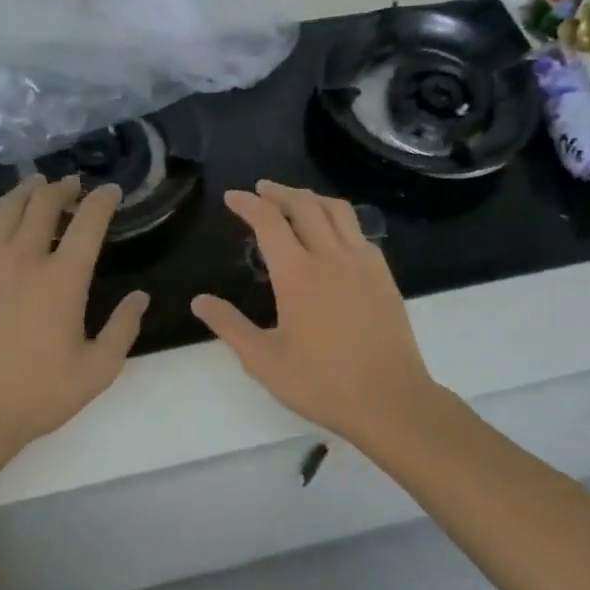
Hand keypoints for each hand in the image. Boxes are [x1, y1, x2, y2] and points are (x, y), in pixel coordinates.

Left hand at [0, 175, 147, 447]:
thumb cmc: (38, 394)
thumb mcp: (98, 370)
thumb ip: (123, 328)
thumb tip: (140, 297)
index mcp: (63, 279)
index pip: (89, 223)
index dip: (102, 200)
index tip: (110, 191)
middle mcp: (23, 259)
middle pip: (43, 205)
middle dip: (62, 189)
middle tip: (70, 185)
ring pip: (4, 210)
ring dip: (24, 193)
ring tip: (34, 186)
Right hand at [191, 181, 443, 444]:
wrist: (390, 399)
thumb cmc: (322, 383)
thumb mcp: (264, 361)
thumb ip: (230, 326)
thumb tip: (199, 301)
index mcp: (298, 274)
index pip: (268, 222)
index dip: (248, 204)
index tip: (232, 197)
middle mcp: (331, 256)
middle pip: (304, 204)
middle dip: (279, 191)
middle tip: (260, 190)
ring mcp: (363, 263)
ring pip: (337, 210)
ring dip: (311, 198)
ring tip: (295, 200)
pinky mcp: (383, 275)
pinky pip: (359, 231)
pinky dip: (338, 219)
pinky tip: (333, 234)